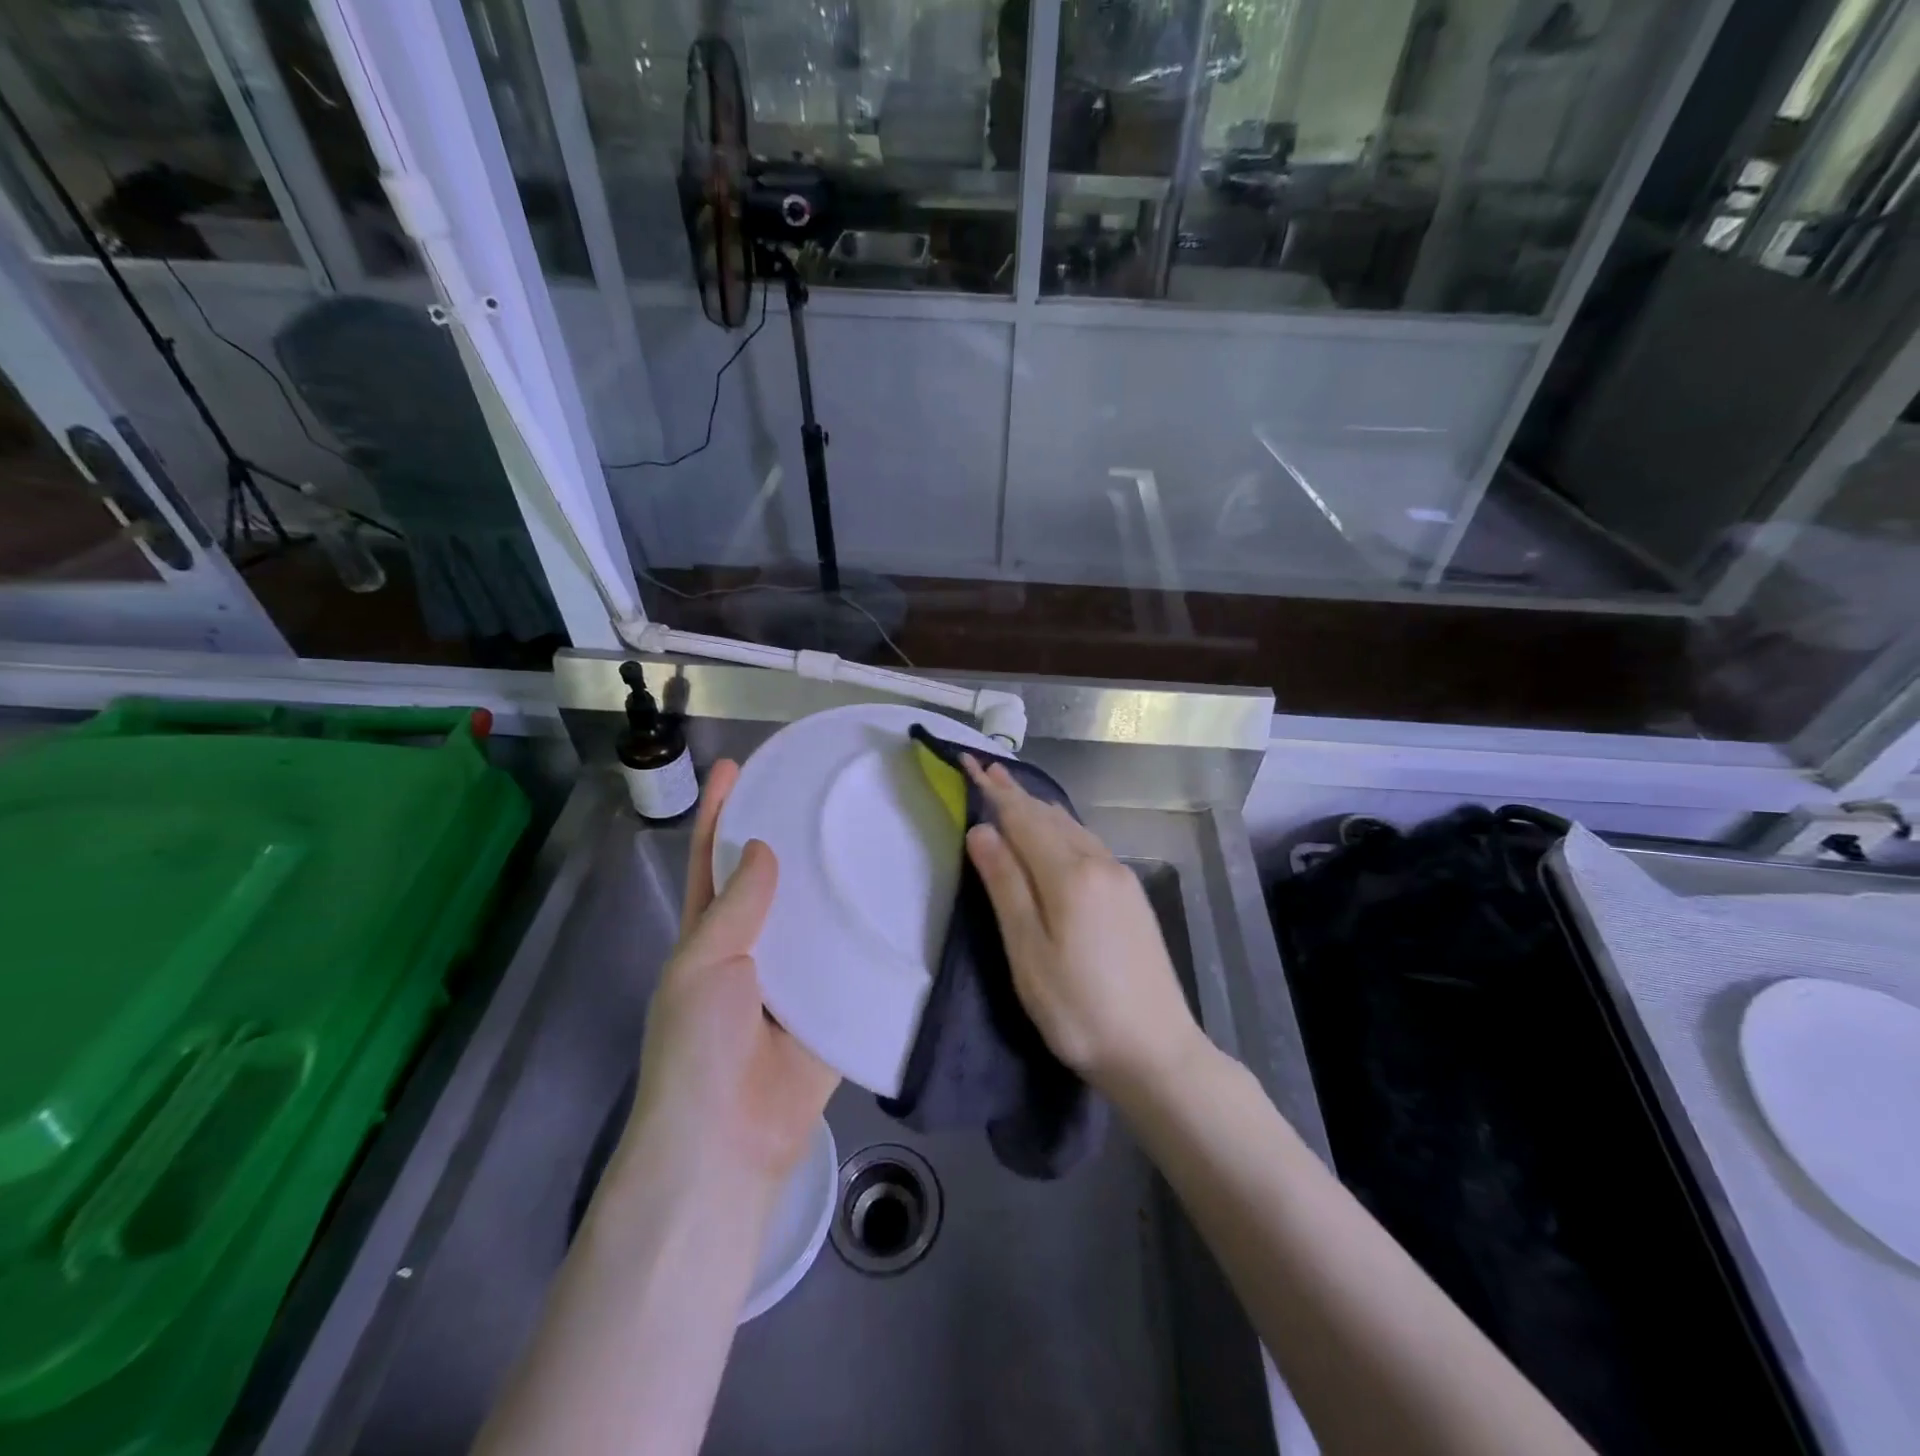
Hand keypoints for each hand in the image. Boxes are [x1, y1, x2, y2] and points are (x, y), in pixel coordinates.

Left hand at [626, 760, 839, 1189]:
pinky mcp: (835, 1008)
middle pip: (775, 881)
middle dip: (793, 838)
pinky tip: (905, 901)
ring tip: (877, 833)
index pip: (712, 860)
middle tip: (831, 795)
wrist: (729, 1144)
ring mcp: (797, 979)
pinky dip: (872, 937)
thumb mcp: (702, 968)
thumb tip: (761, 847)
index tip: (739, 765)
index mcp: (710, 936)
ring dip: (839, 883)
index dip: (720, 813)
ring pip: (820, 917)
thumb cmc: (698, 1050)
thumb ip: (734, 910)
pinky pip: (854, 964)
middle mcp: (755, 949)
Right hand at [961, 758, 1207, 1098]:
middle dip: (1016, 793)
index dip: (994, 792)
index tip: (970, 762)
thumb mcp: (1029, 954)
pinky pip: (1088, 844)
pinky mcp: (1132, 896)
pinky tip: (1057, 833)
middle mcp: (1099, 864)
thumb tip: (982, 831)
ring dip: (1039, 809)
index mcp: (1070, 875)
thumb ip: (1006, 887)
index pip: (1023, 819)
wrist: (1157, 1051)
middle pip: (1049, 818)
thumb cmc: (1079, 1010)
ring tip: (1014, 792)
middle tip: (987, 770)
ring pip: (1072, 828)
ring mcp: (1121, 878)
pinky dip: (1062, 828)